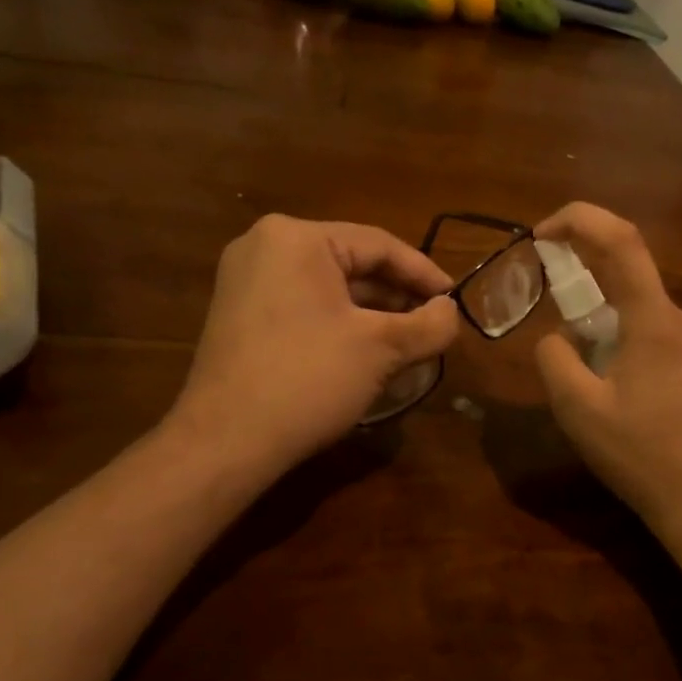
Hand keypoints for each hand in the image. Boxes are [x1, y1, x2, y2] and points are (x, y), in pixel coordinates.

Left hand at [168, 215, 458, 483]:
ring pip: (329, 288)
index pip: (379, 244)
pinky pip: (304, 306)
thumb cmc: (309, 379)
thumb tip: (452, 313)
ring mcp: (246, 282)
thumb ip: (429, 325)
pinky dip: (340, 323)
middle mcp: (265, 246)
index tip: (456, 300)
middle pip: (352, 264)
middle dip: (398, 296)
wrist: (226, 442)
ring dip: (372, 313)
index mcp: (297, 238)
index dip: (425, 273)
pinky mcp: (239, 315)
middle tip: (435, 324)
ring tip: (409, 341)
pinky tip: (368, 352)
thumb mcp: (382, 349)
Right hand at [532, 203, 681, 537]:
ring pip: (639, 312)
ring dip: (602, 327)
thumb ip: (555, 360)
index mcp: (656, 322)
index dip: (579, 220)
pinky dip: (622, 345)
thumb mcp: (580, 412)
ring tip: (585, 382)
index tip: (541, 234)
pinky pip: (654, 336)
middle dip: (582, 287)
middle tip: (553, 325)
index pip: (621, 241)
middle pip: (628, 278)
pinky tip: (615, 394)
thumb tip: (556, 338)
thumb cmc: (644, 457)